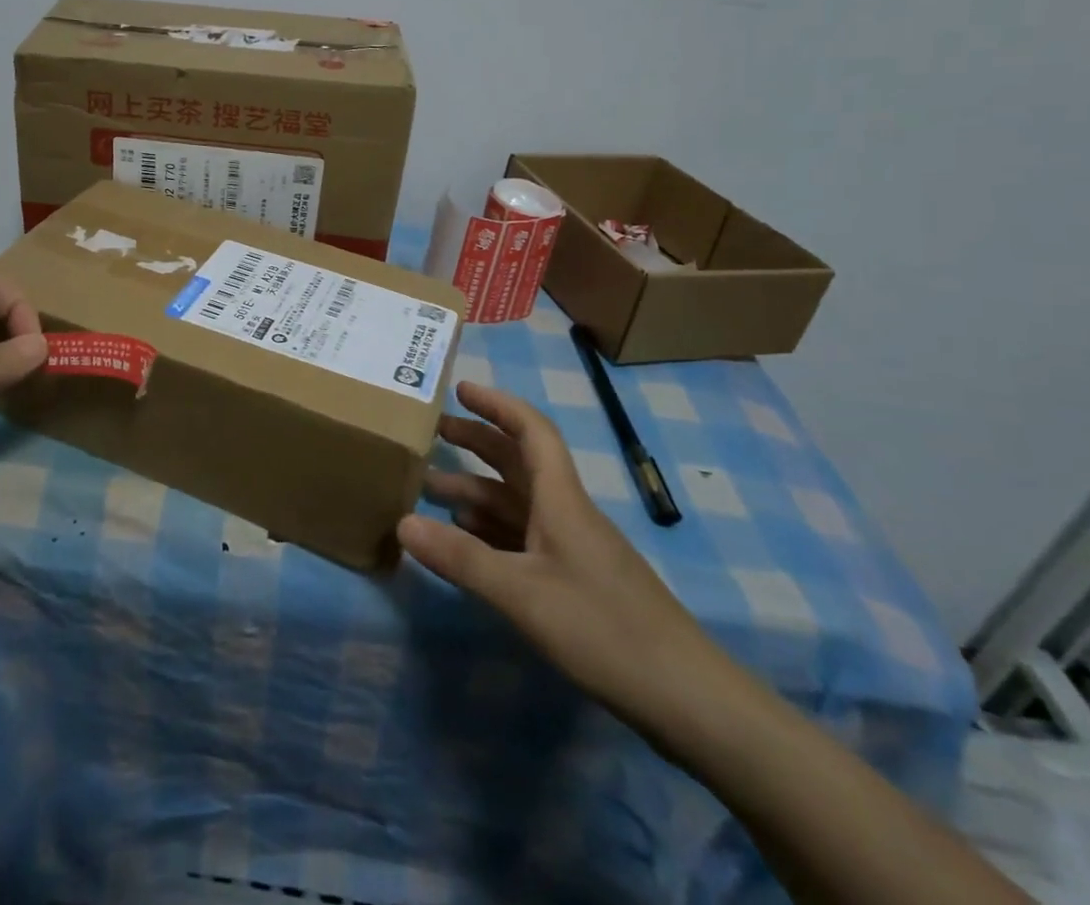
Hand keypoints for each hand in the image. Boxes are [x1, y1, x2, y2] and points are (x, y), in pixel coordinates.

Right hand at [400, 382, 738, 738]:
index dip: (497, 404)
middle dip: (477, 441)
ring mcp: (571, 548)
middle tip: (432, 433)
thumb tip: (401, 523)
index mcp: (560, 499)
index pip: (531, 430)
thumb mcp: (523, 594)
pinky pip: (522, 538)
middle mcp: (565, 512)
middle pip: (518, 461)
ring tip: (429, 489)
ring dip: (475, 490)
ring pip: (516, 502)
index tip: (459, 389)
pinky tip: (463, 539)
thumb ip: (461, 558)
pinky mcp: (574, 581)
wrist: (688, 700)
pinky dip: (489, 530)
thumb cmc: (605, 630)